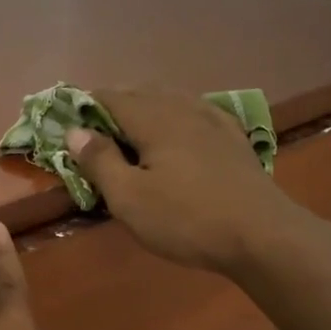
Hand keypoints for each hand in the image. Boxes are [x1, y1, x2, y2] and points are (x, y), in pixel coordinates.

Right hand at [68, 88, 309, 276]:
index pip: (111, 98)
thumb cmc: (186, 219)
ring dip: (145, 107)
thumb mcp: (129, 198)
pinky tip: (178, 129)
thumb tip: (74, 131)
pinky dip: (175, 115)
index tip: (67, 120)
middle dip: (114, 105)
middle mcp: (183, 109)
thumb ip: (99, 161)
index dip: (85, 105)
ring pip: (171, 100)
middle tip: (94, 129)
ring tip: (130, 128)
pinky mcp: (233, 139)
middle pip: (142, 93)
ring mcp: (213, 122)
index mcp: (154, 119)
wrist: (263, 236)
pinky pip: (196, 113)